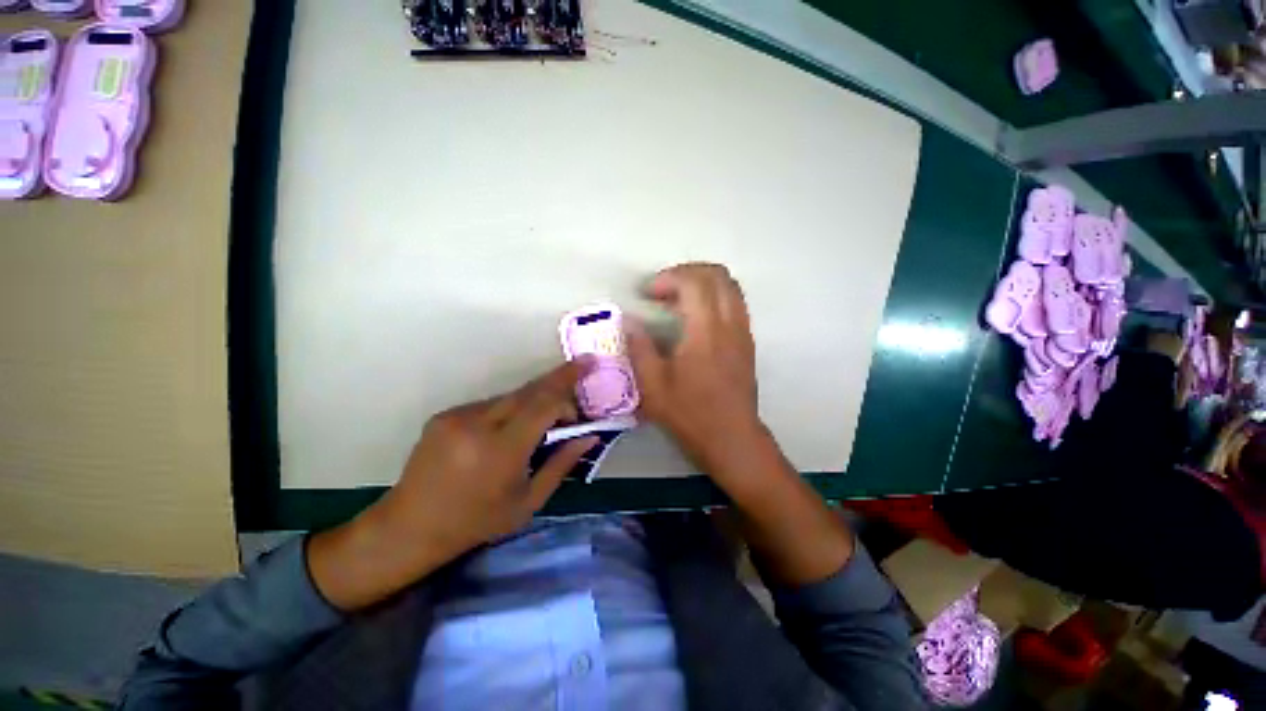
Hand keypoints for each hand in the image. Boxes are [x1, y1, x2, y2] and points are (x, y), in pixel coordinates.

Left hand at [309, 362, 596, 610]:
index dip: (570, 390)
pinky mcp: (445, 414)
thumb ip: (562, 464)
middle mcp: (477, 424)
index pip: (544, 404)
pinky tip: (512, 428)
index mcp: (501, 450)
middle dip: (560, 378)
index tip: (587, 378)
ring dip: (535, 400)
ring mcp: (457, 416)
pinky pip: (490, 403)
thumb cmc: (476, 522)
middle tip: (583, 366)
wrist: (409, 527)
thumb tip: (590, 437)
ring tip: (547, 418)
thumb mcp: (528, 501)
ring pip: (511, 395)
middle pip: (530, 389)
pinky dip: (511, 409)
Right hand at [628, 263, 852, 584]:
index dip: (668, 278)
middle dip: (687, 272)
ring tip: (678, 300)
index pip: (693, 282)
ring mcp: (743, 331)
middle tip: (663, 289)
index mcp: (705, 331)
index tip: (648, 293)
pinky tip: (696, 318)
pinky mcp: (747, 342)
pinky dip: (714, 297)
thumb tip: (629, 320)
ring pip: (730, 286)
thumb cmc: (690, 415)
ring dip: (702, 283)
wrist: (732, 439)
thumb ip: (639, 347)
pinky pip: (735, 303)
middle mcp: (730, 323)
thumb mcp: (653, 386)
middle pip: (717, 275)